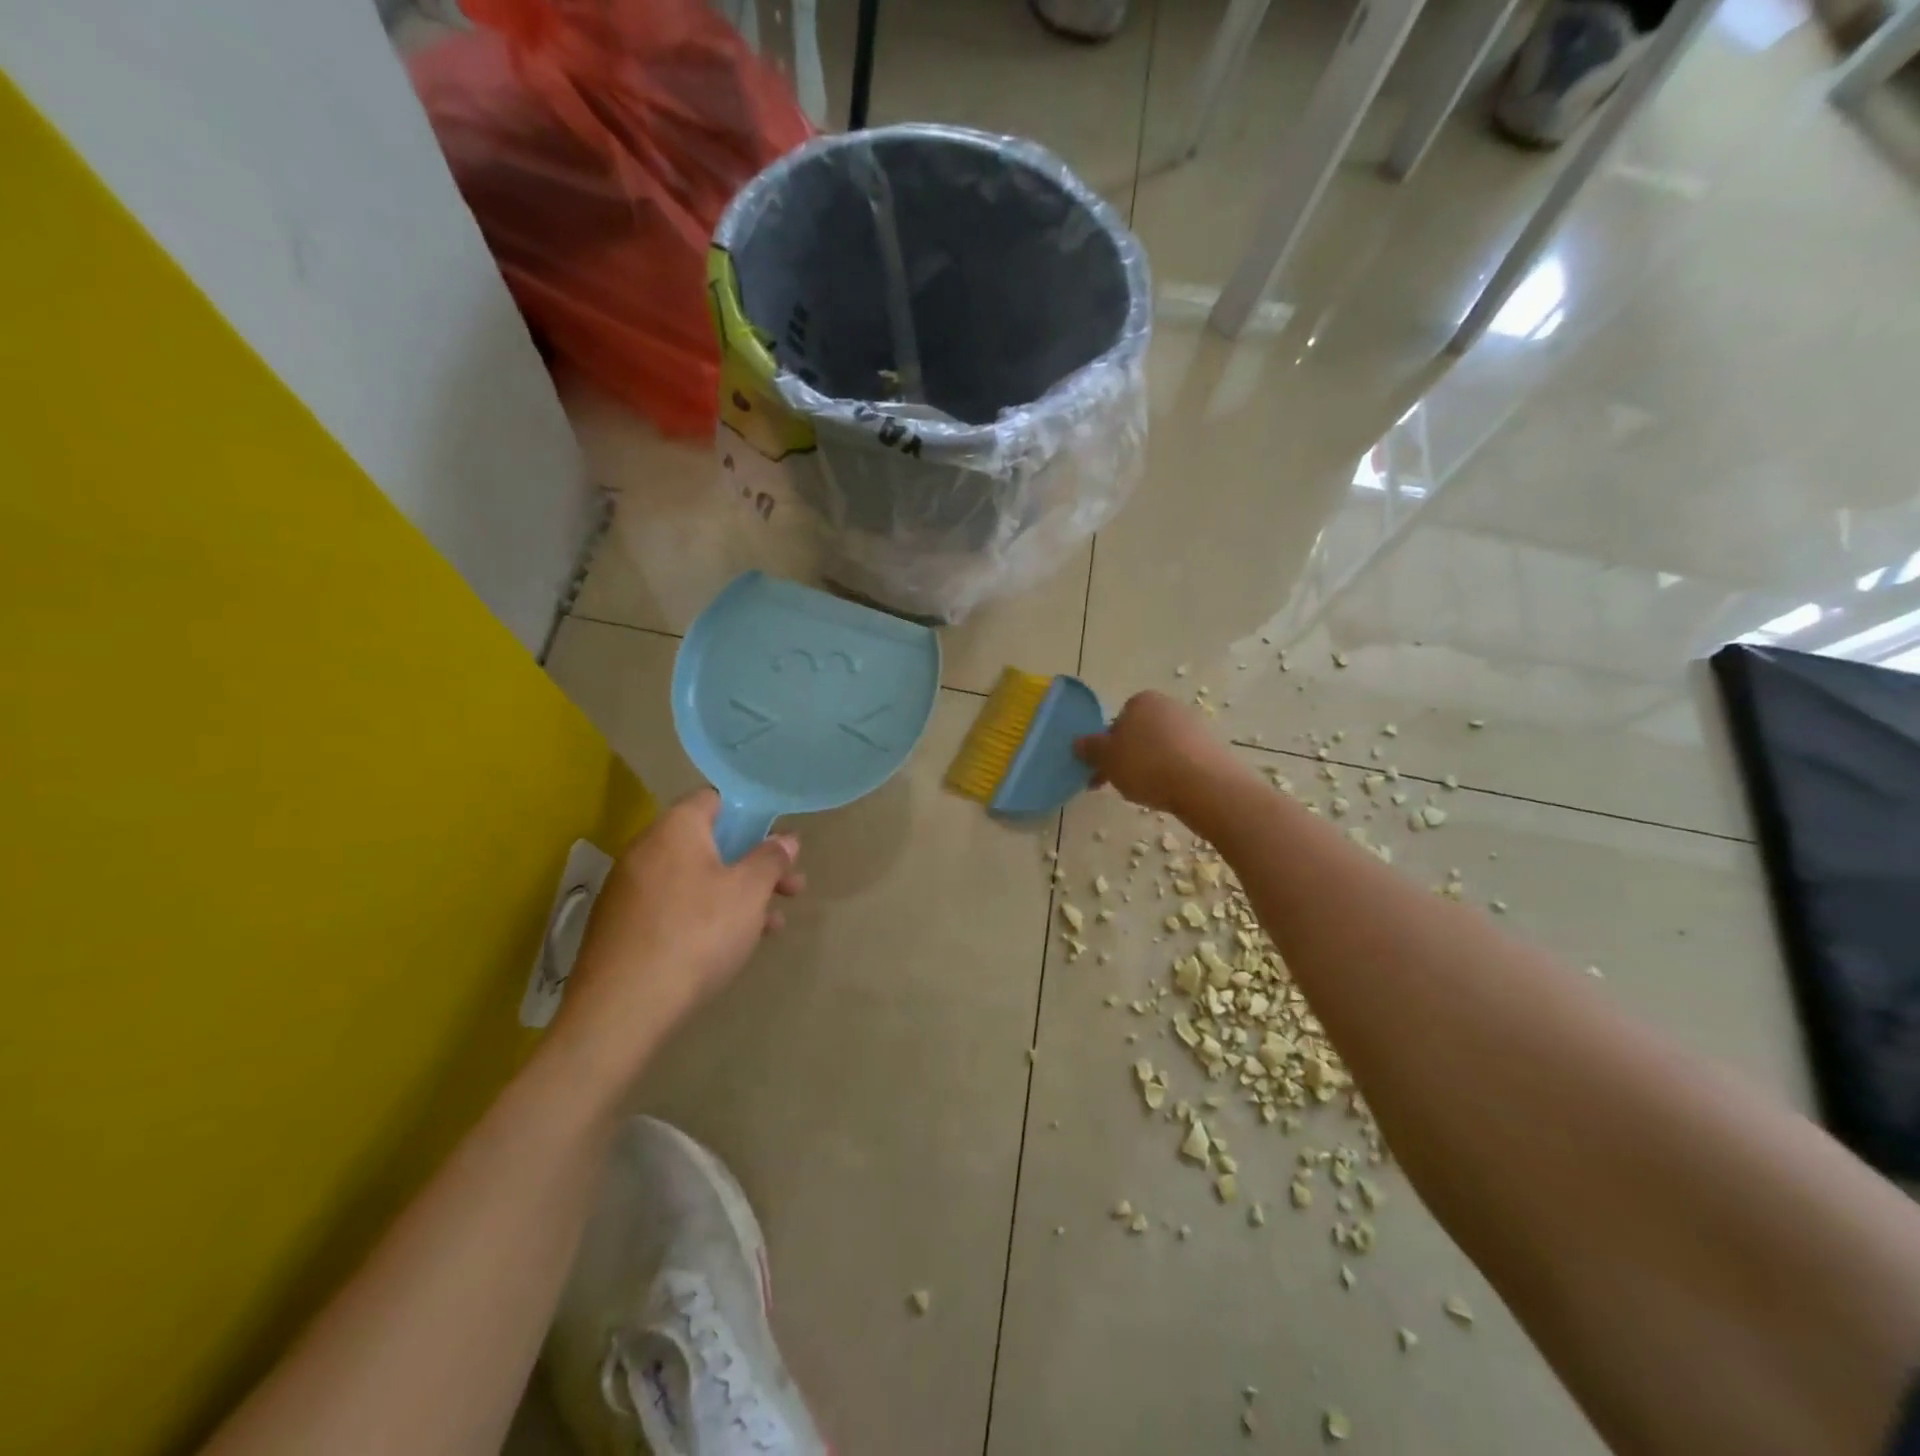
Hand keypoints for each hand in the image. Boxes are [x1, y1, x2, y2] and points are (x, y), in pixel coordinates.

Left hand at [548, 790, 803, 1082]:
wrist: (622, 1009)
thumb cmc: (697, 934)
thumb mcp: (749, 893)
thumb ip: (771, 860)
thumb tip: (785, 840)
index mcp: (675, 829)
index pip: (714, 799)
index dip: (750, 814)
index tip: (777, 840)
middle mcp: (646, 850)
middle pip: (709, 844)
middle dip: (753, 864)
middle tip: (791, 888)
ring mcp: (629, 890)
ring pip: (695, 880)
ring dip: (736, 895)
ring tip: (771, 925)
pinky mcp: (621, 928)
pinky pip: (674, 907)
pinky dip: (705, 916)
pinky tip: (732, 946)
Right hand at [1075, 690, 1233, 816]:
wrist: (1205, 785)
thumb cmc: (1147, 765)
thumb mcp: (1107, 759)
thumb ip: (1090, 749)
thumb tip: (1077, 742)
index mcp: (1142, 701)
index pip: (1117, 721)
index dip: (1107, 748)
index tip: (1103, 771)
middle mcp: (1170, 706)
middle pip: (1140, 734)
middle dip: (1129, 757)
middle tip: (1121, 784)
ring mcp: (1195, 725)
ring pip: (1161, 748)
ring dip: (1150, 766)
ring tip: (1147, 792)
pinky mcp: (1213, 747)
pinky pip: (1183, 760)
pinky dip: (1173, 773)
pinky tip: (1170, 791)